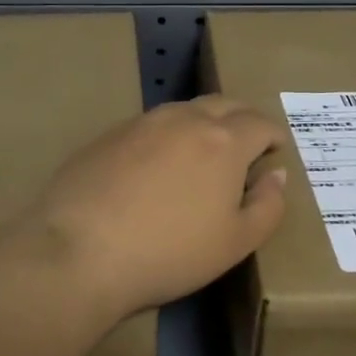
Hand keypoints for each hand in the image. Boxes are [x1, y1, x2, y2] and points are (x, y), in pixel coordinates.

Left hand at [23, 97, 289, 319]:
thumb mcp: (235, 243)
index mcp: (223, 141)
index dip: (273, 135)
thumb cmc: (169, 252)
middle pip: (224, 103)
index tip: (275, 150)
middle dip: (243, 118)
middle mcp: (185, 119)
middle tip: (247, 143)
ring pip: (184, 109)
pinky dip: (167, 135)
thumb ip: (267, 205)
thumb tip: (276, 174)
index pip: (260, 123)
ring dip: (204, 122)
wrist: (79, 251)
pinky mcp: (108, 135)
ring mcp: (142, 123)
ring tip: (203, 151)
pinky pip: (151, 125)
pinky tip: (156, 165)